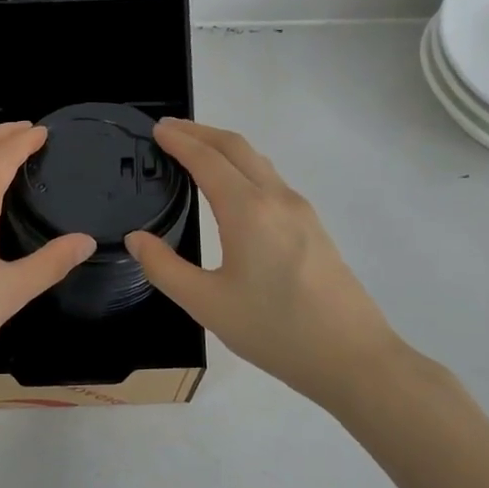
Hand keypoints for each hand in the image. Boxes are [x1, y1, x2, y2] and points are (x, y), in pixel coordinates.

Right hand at [125, 119, 403, 400]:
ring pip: (258, 162)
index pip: (207, 159)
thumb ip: (164, 268)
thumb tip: (136, 239)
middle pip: (237, 147)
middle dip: (201, 132)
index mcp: (248, 210)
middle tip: (170, 130)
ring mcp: (301, 211)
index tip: (157, 130)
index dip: (180, 141)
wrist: (352, 357)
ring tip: (196, 151)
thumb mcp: (206, 304)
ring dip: (224, 147)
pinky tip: (232, 189)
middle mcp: (277, 199)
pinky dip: (243, 167)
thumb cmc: (274, 330)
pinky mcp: (313, 227)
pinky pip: (272, 181)